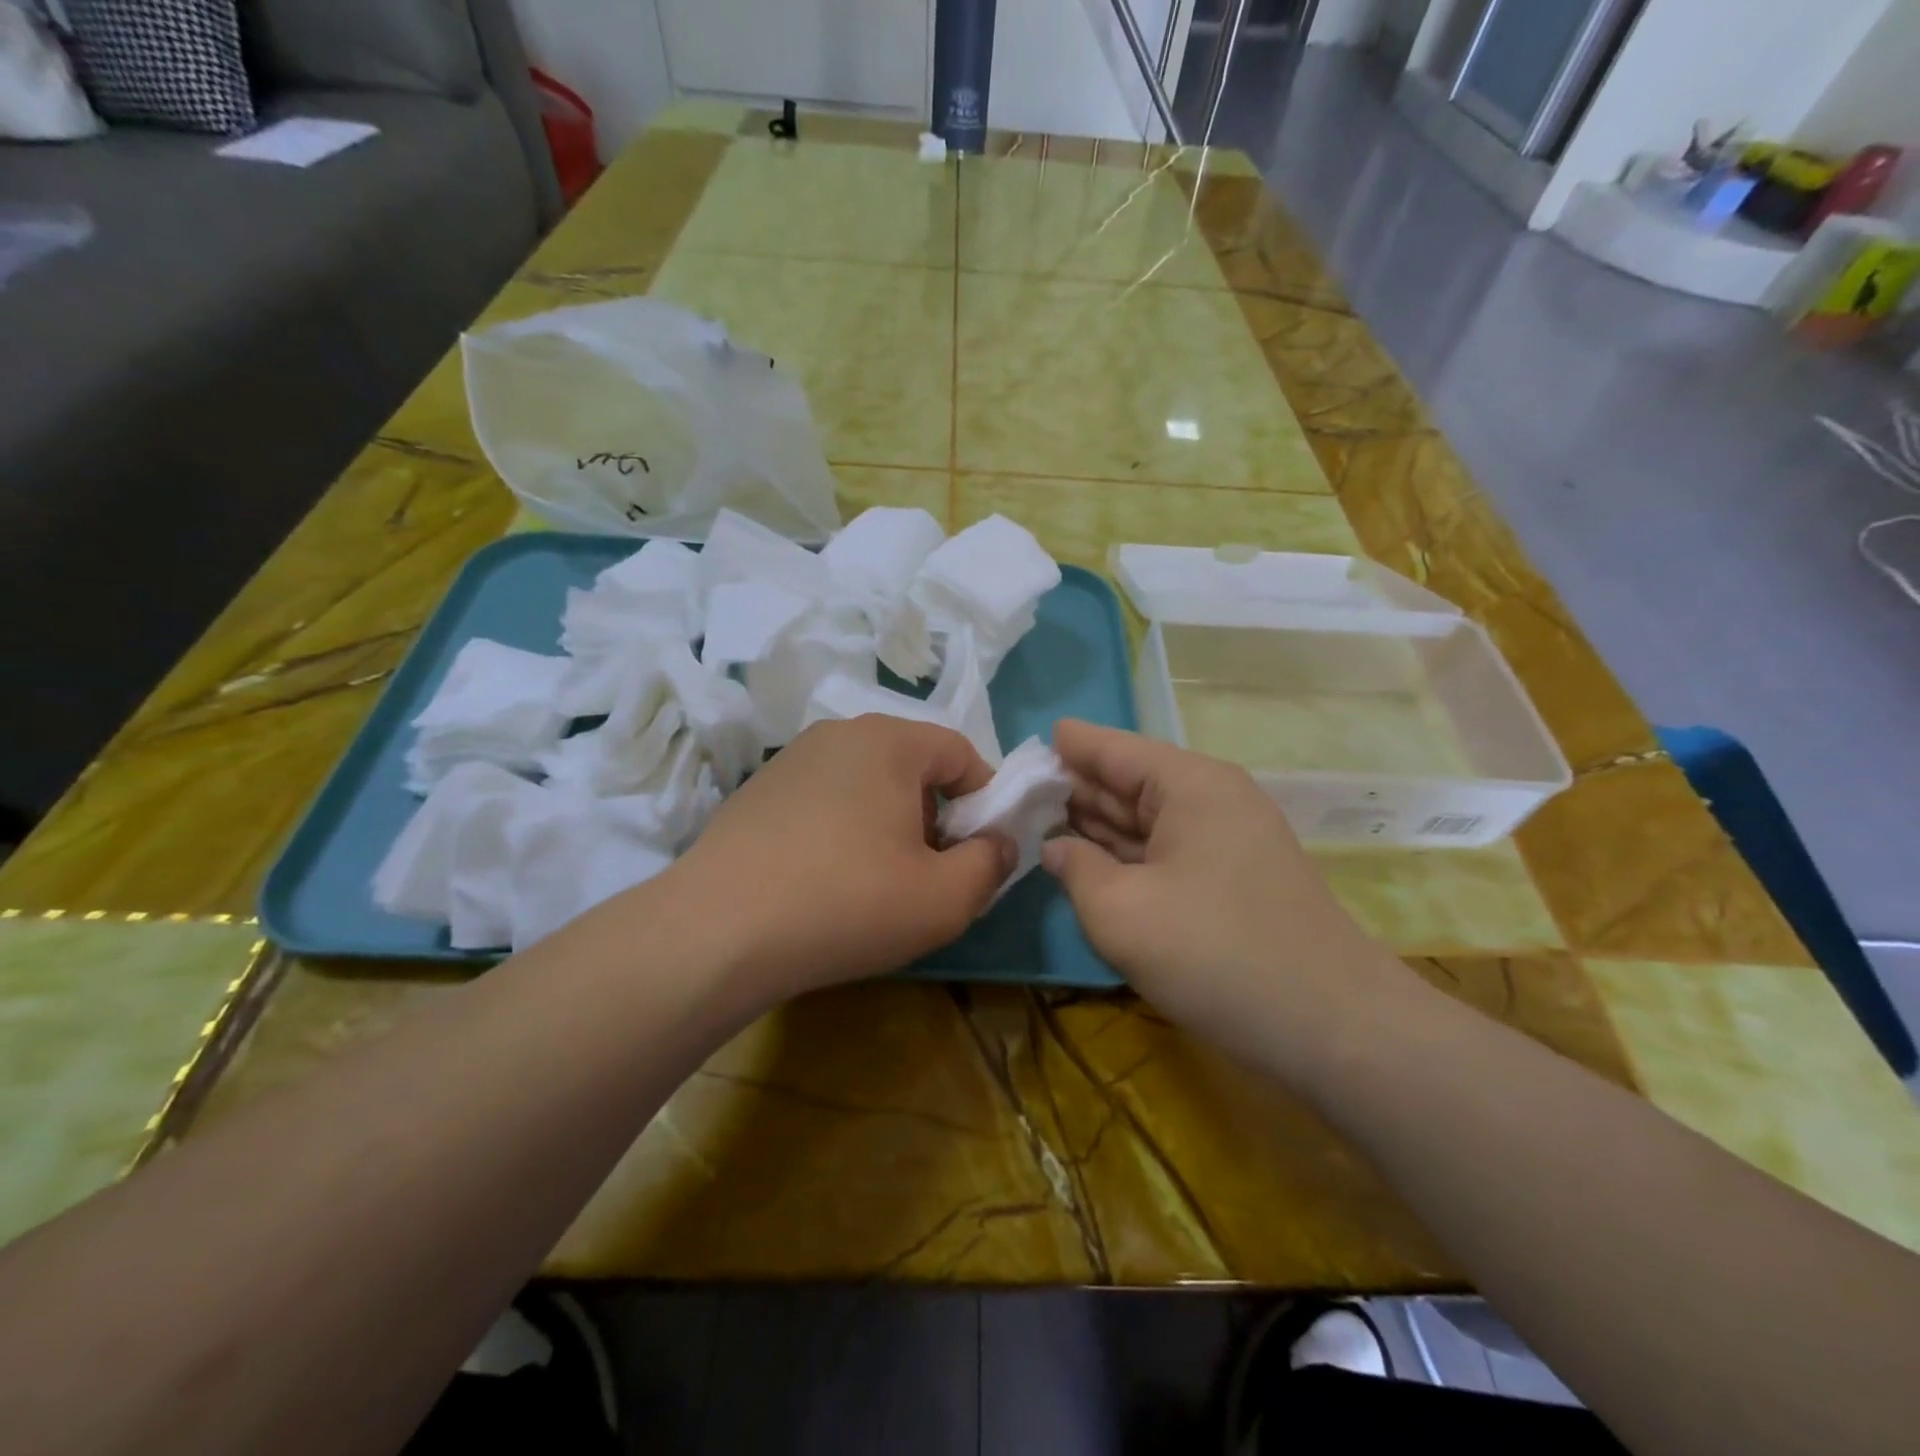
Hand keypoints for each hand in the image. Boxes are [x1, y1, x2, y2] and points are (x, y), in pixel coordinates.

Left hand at [670, 715, 1013, 1001]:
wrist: (717, 931)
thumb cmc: (847, 903)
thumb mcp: (945, 898)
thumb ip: (992, 864)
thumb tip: (998, 844)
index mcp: (889, 740)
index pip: (961, 753)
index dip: (983, 802)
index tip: (977, 853)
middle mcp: (839, 733)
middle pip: (912, 766)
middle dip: (934, 816)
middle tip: (927, 872)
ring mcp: (791, 759)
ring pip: (867, 783)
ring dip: (888, 824)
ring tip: (874, 883)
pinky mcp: (757, 791)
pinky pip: (824, 800)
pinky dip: (842, 830)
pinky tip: (824, 881)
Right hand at [1042, 720, 1396, 1063]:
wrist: (1332, 1028)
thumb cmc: (1216, 952)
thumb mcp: (1121, 911)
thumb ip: (1075, 867)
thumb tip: (1055, 846)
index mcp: (1188, 784)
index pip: (1112, 748)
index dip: (1066, 746)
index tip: (1022, 747)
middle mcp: (1211, 799)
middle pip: (1128, 781)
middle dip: (1072, 788)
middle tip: (1014, 794)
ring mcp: (1226, 841)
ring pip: (1146, 820)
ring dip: (1096, 824)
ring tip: (1037, 822)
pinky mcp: (1231, 881)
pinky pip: (1165, 853)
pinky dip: (1125, 856)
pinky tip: (1088, 862)